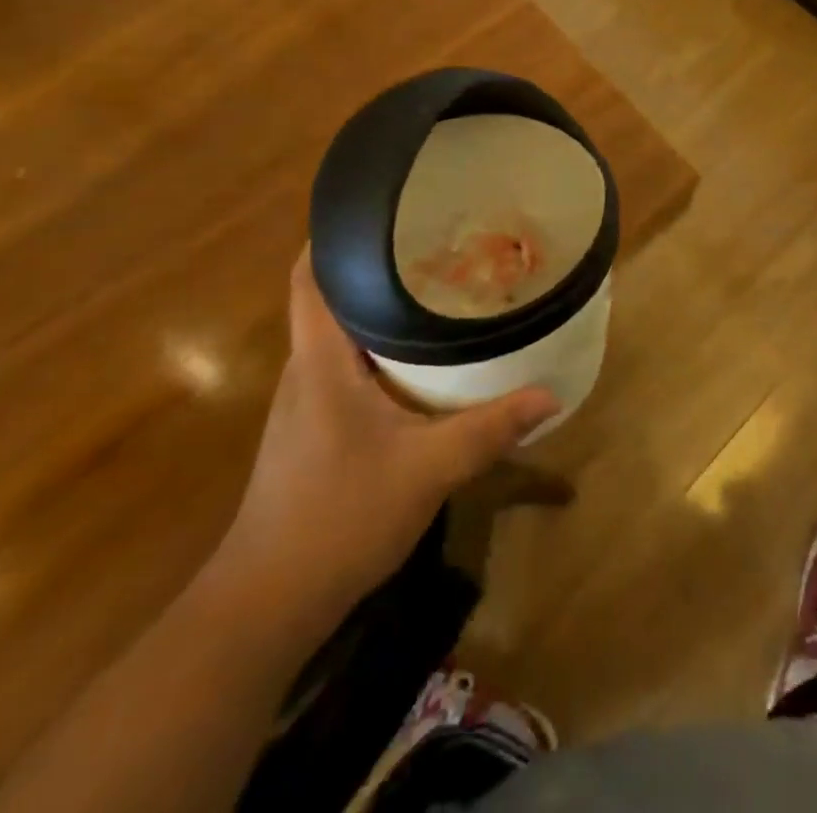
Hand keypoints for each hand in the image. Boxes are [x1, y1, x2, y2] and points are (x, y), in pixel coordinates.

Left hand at [210, 246, 559, 636]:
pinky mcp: (314, 431)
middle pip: (331, 298)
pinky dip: (380, 351)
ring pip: (341, 337)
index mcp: (321, 361)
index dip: (331, 236)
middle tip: (435, 245)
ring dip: (380, 311)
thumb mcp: (427, 469)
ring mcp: (306, 404)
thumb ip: (490, 429)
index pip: (309, 278)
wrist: (267, 606)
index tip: (379, 210)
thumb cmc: (338, 518)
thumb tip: (549, 395)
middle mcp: (307, 371)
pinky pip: (347, 369)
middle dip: (377, 268)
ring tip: (436, 289)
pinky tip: (420, 362)